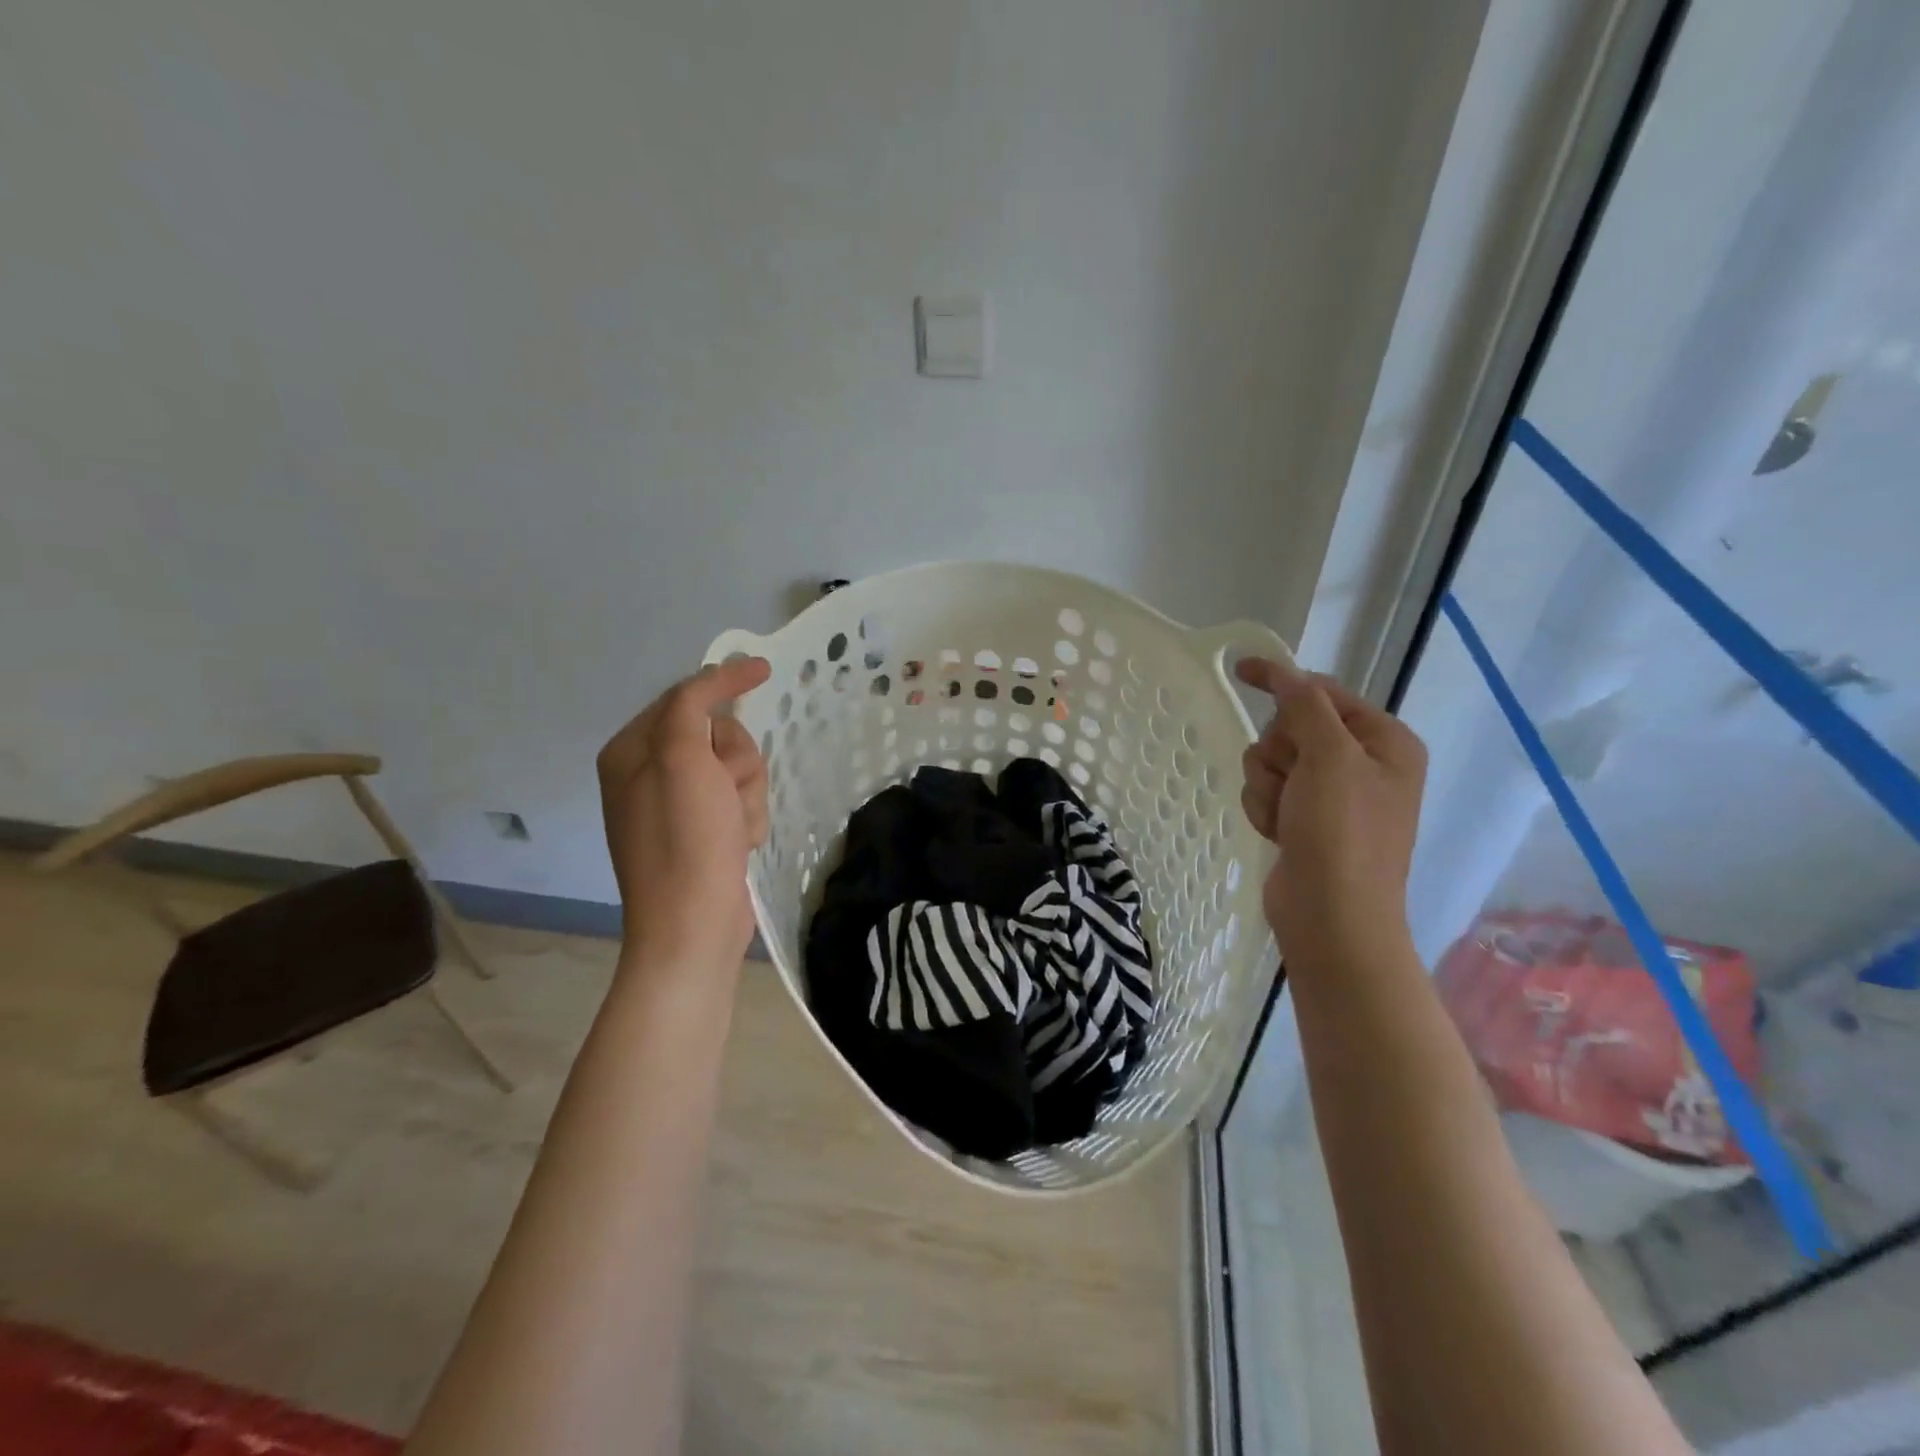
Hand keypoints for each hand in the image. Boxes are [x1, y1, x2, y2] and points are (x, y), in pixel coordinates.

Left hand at [596, 658, 772, 967]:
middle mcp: (651, 774)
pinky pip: (742, 804)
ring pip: (738, 771)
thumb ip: (693, 705)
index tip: (765, 670)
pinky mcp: (704, 833)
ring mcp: (679, 807)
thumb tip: (721, 672)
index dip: (725, 685)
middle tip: (728, 791)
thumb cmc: (685, 839)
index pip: (686, 698)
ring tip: (735, 827)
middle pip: (720, 736)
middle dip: (737, 761)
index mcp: (632, 751)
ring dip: (748, 795)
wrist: (693, 925)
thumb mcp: (683, 758)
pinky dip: (748, 819)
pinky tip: (739, 845)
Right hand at [1235, 657, 1426, 959]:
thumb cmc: (1341, 831)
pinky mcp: (1306, 822)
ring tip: (1287, 816)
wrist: (1332, 915)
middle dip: (1279, 752)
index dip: (1282, 680)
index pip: (1324, 693)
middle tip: (1291, 780)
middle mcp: (1363, 764)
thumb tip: (1286, 672)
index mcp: (1385, 741)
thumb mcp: (1329, 756)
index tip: (1241, 670)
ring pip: (1272, 763)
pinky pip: (1269, 794)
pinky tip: (1280, 833)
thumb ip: (1305, 706)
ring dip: (1269, 786)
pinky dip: (1266, 810)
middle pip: (1292, 728)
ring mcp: (1333, 797)